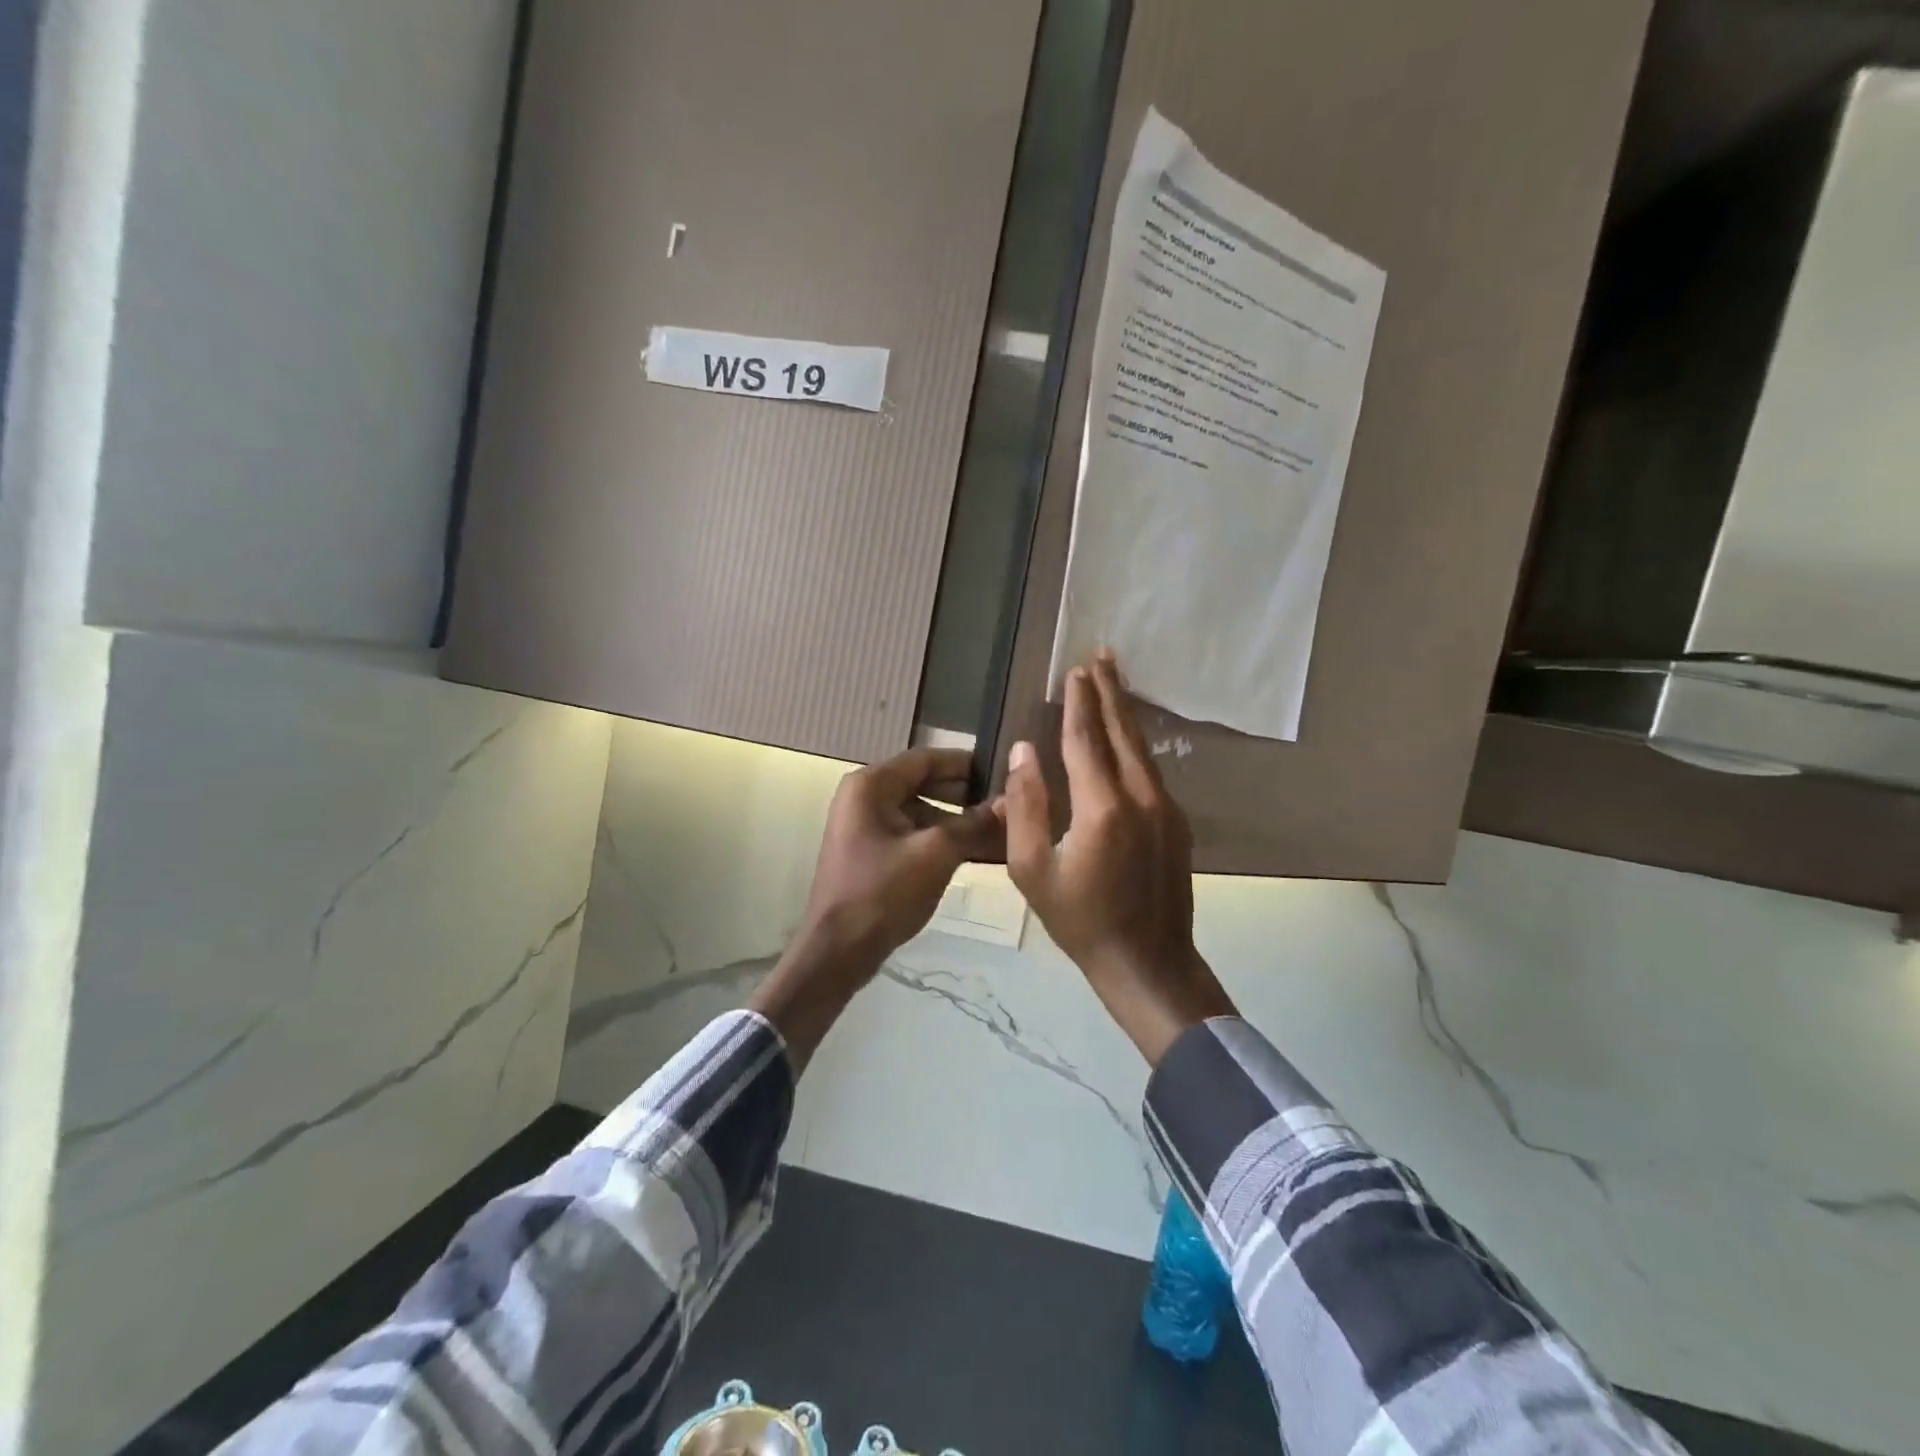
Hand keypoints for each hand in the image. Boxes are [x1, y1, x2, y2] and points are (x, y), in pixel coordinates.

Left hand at [752, 748, 1001, 1065]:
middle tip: (1006, 802)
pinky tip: (973, 851)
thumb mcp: (937, 853)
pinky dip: (940, 839)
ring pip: (920, 811)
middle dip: (964, 794)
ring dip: (956, 820)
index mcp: (871, 785)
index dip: (966, 763)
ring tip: (998, 830)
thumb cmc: (884, 892)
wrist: (839, 951)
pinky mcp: (870, 851)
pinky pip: (911, 833)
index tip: (1004, 770)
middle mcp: (863, 796)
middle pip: (923, 783)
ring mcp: (864, 825)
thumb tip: (1011, 803)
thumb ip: (974, 824)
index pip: (926, 758)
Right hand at [1003, 652, 1235, 1065]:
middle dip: (1110, 692)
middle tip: (1102, 656)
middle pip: (1122, 732)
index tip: (1073, 671)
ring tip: (1115, 681)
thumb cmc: (1080, 921)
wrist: (1148, 962)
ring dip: (1125, 713)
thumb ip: (1025, 805)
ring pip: (1142, 749)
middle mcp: (1141, 797)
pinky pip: (1151, 770)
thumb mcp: (1031, 869)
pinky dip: (1136, 744)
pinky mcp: (1176, 823)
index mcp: (1102, 807)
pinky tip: (1127, 738)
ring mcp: (1165, 809)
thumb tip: (1024, 751)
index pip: (1086, 739)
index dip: (1078, 703)